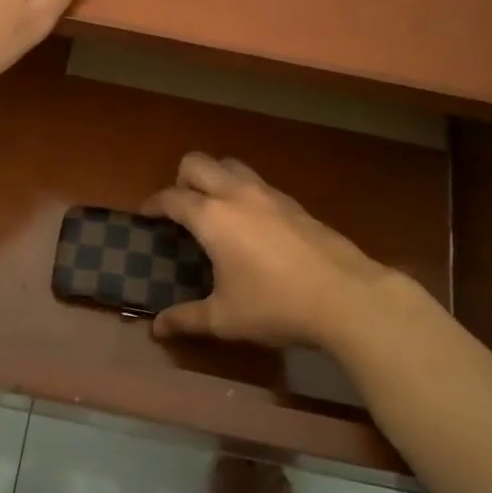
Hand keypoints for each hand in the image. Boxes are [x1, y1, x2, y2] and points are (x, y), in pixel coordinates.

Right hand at [143, 154, 433, 351]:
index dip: (153, 204)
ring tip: (214, 211)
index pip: (171, 197)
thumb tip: (156, 329)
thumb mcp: (225, 318)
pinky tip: (251, 226)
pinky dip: (243, 193)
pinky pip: (257, 183)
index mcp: (212, 217)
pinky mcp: (294, 203)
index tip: (145, 216)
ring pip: (231, 165)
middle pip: (197, 163)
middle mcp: (236, 194)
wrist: (346, 296)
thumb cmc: (276, 306)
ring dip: (215, 179)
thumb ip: (186, 318)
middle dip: (181, 179)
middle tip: (180, 209)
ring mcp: (269, 194)